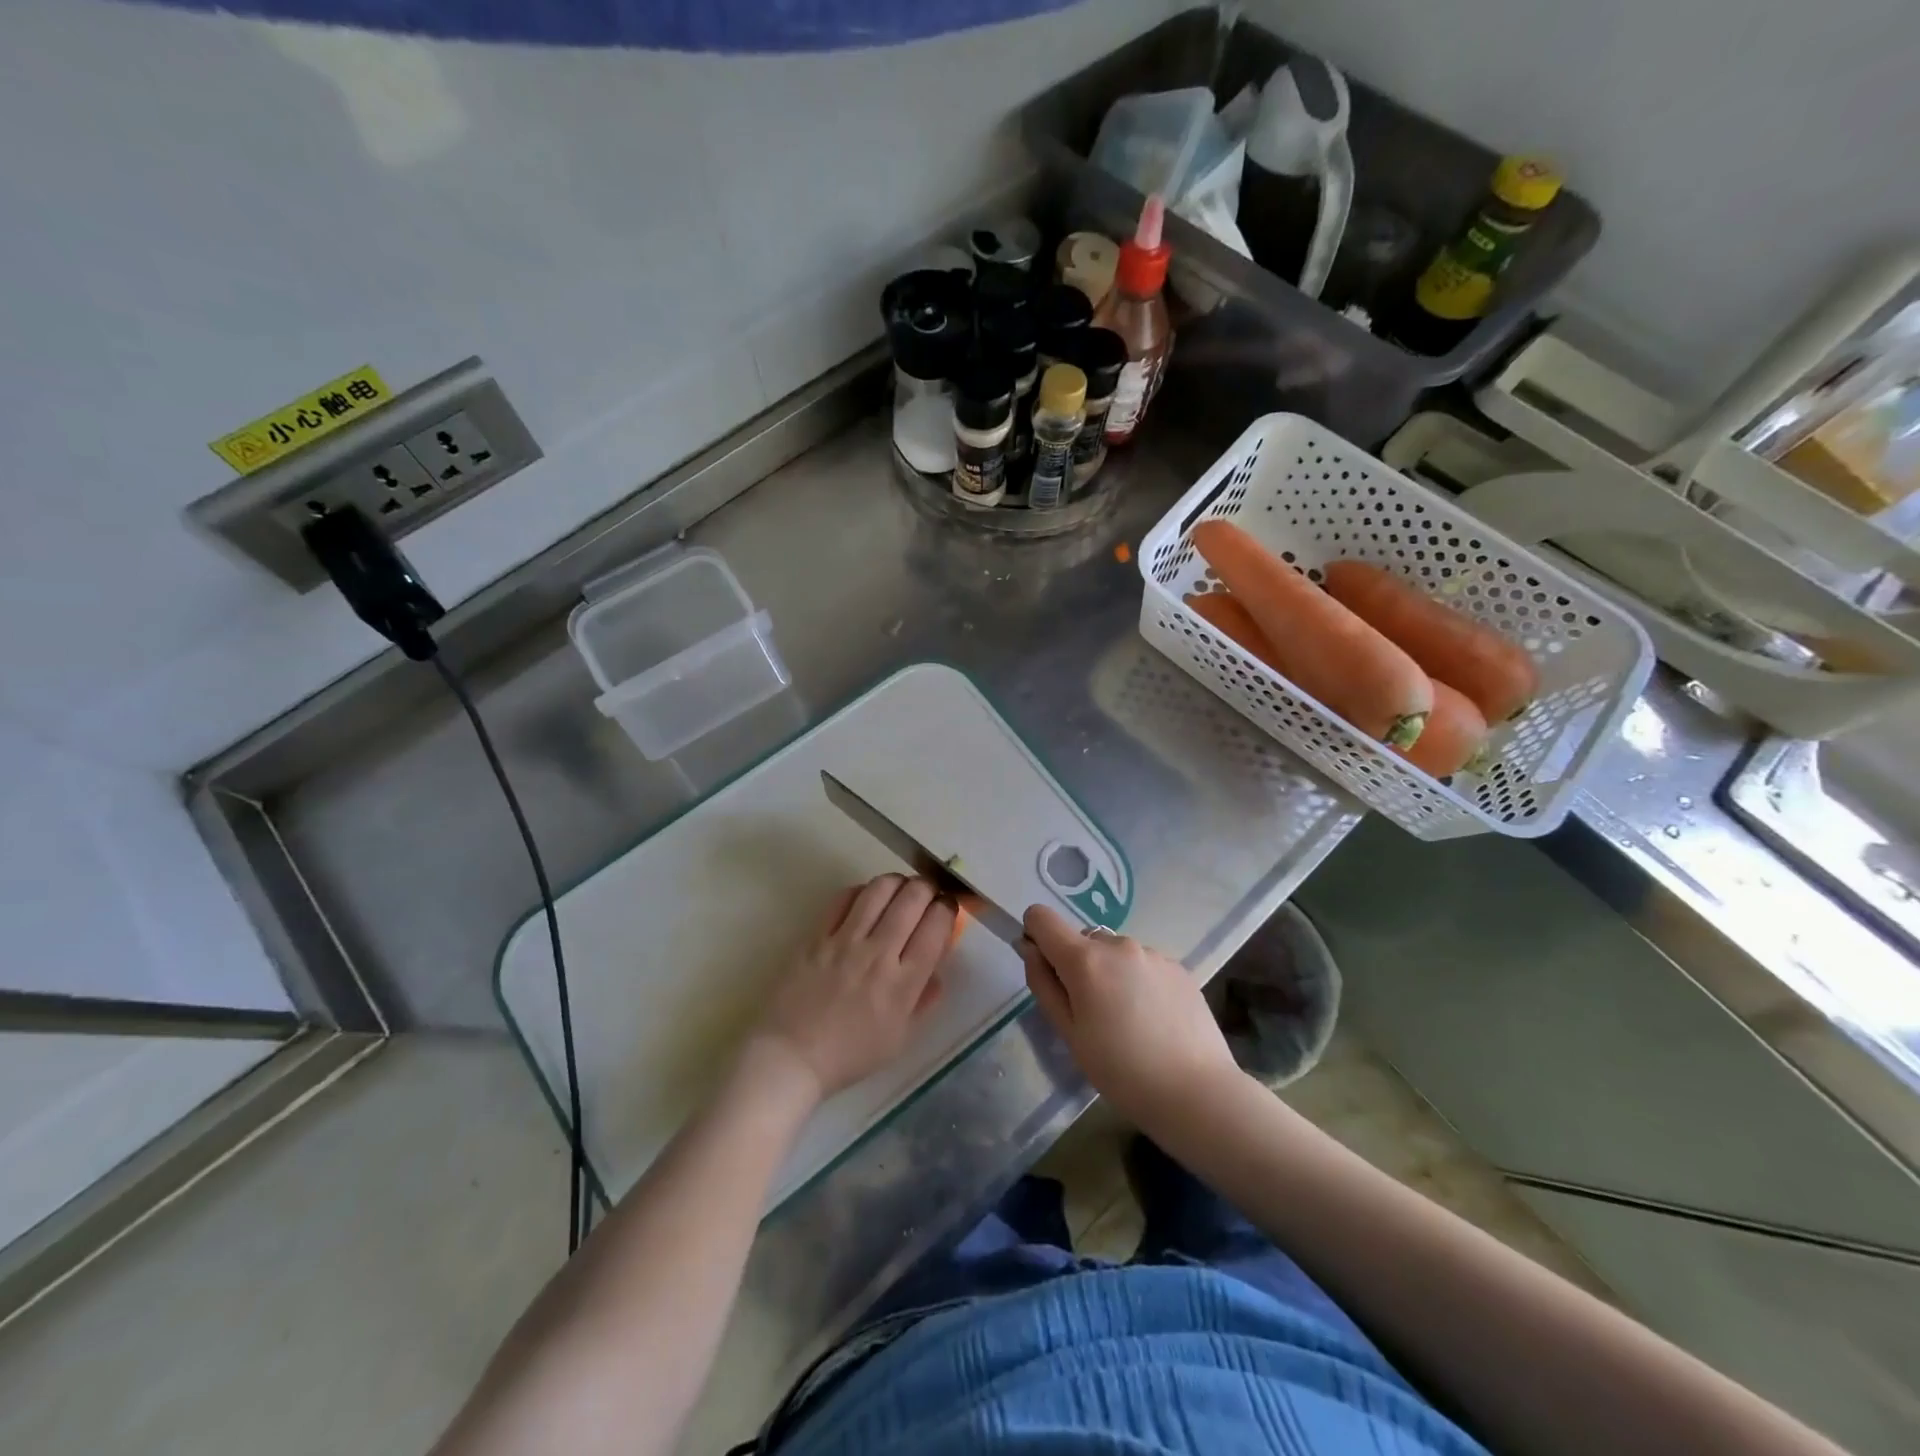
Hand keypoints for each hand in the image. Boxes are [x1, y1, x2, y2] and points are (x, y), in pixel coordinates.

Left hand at [750, 875, 955, 1100]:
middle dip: (927, 888)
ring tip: (899, 888)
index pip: (935, 927)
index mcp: (903, 983)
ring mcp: (845, 941)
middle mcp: (878, 954)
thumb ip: (923, 1000)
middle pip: (912, 899)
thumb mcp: (899, 1038)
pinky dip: (861, 891)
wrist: (791, 1056)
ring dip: (897, 882)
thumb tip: (938, 968)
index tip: (946, 908)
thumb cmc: (849, 1054)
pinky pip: (843, 898)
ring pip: (879, 890)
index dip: (947, 908)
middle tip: (927, 893)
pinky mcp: (817, 935)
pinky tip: (866, 899)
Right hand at [1021, 904, 1240, 1127]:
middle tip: (1091, 1013)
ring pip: (1114, 952)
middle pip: (1081, 939)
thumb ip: (1043, 984)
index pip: (1042, 917)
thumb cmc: (1121, 1070)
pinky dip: (1137, 981)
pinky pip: (1142, 963)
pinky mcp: (1177, 966)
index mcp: (1085, 959)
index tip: (1046, 971)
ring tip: (1127, 1020)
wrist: (1197, 1092)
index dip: (1035, 937)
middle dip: (1076, 965)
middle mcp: (1118, 944)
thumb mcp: (1069, 1034)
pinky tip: (1153, 1020)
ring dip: (1109, 973)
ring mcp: (1152, 953)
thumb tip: (1029, 949)